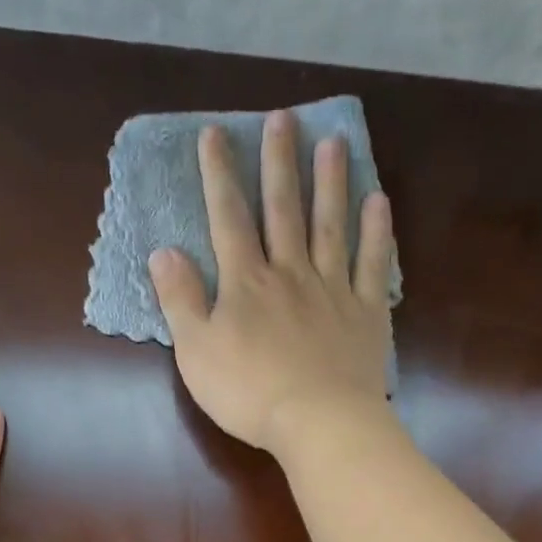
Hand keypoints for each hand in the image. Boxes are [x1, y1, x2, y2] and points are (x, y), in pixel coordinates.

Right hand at [147, 110, 396, 452]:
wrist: (319, 422)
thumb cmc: (249, 393)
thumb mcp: (196, 352)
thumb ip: (180, 300)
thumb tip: (164, 252)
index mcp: (246, 283)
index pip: (228, 218)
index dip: (220, 175)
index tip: (215, 134)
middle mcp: (291, 273)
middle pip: (284, 209)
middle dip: (279, 163)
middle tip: (283, 119)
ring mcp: (333, 290)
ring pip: (331, 225)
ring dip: (330, 182)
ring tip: (333, 142)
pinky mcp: (366, 313)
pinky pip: (372, 264)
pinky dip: (376, 232)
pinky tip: (377, 201)